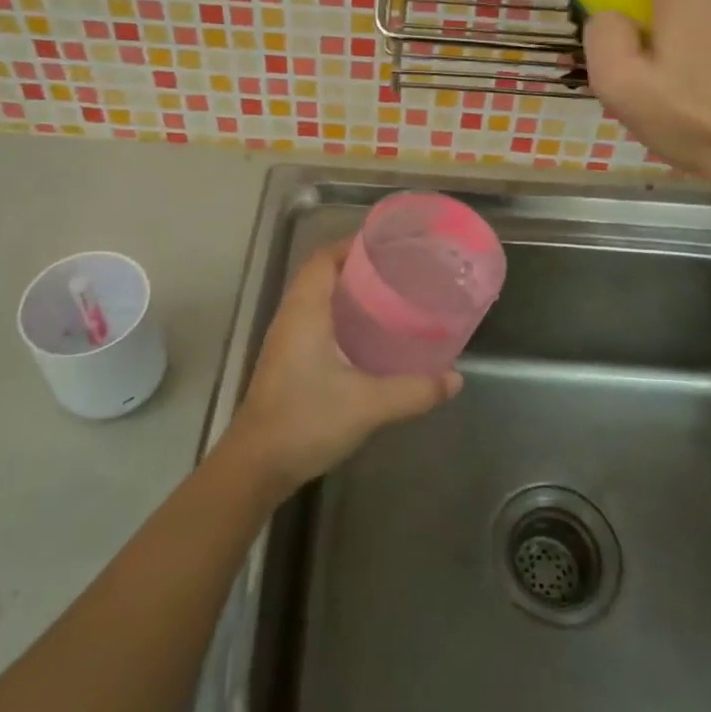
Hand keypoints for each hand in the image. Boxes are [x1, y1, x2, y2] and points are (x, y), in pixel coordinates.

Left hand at [226, 239, 460, 494]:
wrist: (256, 466)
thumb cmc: (306, 420)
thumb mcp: (368, 404)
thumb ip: (414, 390)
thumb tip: (454, 379)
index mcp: (305, 310)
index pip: (324, 258)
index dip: (353, 245)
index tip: (389, 245)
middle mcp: (291, 316)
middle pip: (321, 274)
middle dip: (357, 267)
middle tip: (398, 271)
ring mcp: (285, 340)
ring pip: (316, 299)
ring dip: (346, 292)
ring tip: (388, 297)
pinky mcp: (286, 362)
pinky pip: (313, 321)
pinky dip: (338, 316)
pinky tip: (365, 337)